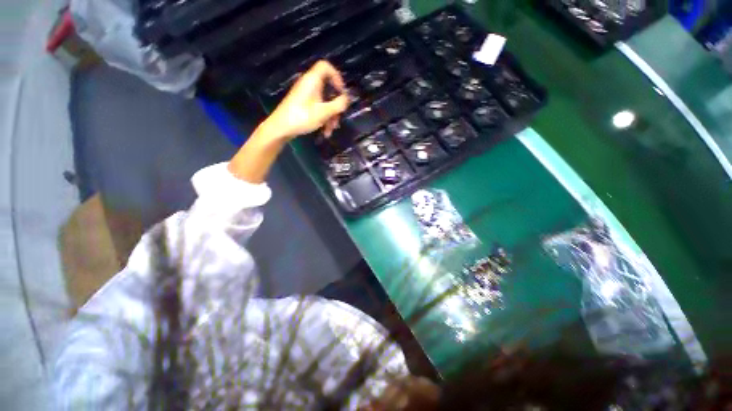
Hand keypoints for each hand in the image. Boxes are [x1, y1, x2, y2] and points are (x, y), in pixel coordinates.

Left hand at [264, 60, 349, 140]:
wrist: (281, 128)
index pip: (326, 67)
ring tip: (329, 131)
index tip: (341, 92)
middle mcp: (309, 85)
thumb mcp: (323, 112)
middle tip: (337, 119)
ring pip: (325, 102)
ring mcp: (306, 96)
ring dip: (330, 117)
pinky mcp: (304, 105)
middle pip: (328, 90)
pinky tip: (324, 132)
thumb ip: (338, 105)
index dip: (336, 76)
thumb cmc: (302, 117)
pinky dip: (323, 119)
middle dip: (335, 107)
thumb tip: (347, 99)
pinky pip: (318, 108)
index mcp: (313, 81)